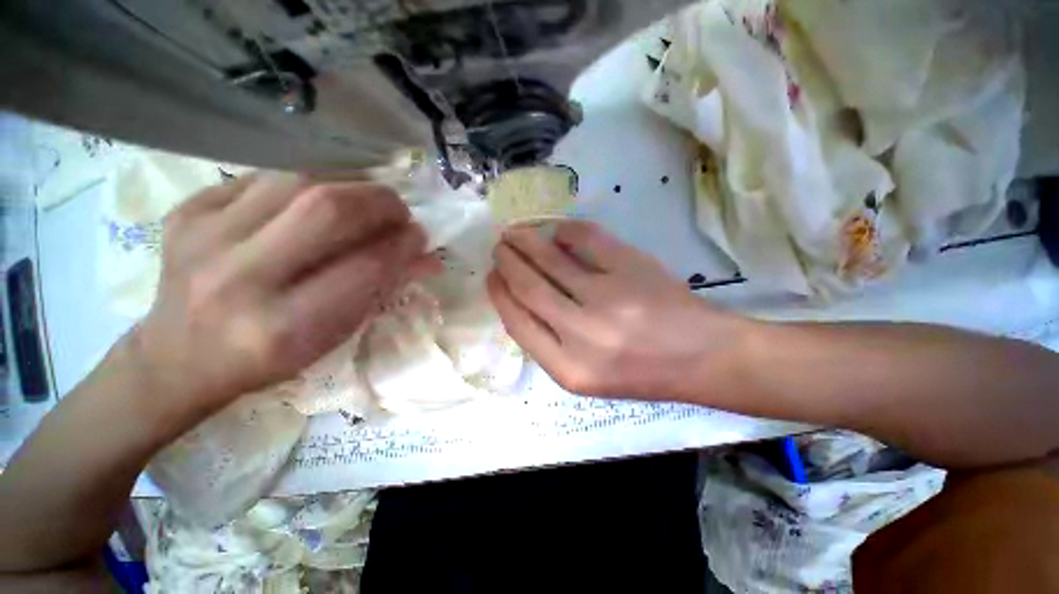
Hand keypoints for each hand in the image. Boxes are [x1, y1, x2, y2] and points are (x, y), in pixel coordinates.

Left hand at [129, 173, 437, 425]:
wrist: (178, 357)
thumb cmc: (269, 358)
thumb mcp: (334, 335)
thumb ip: (383, 290)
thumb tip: (428, 259)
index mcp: (284, 326)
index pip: (365, 267)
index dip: (402, 245)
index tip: (420, 236)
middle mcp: (238, 279)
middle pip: (326, 210)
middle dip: (379, 202)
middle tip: (399, 210)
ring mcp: (202, 238)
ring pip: (296, 181)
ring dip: (348, 184)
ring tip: (367, 200)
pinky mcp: (186, 211)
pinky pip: (262, 177)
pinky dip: (306, 181)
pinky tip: (320, 197)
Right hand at [487, 220, 750, 400]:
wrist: (702, 358)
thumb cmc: (641, 373)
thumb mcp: (586, 375)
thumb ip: (549, 343)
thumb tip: (520, 299)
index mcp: (568, 369)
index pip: (517, 323)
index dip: (499, 295)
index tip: (491, 277)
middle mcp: (583, 335)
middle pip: (529, 287)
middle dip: (507, 262)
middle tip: (499, 247)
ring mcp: (609, 298)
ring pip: (550, 259)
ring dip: (526, 241)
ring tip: (515, 233)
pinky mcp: (632, 268)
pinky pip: (587, 238)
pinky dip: (566, 230)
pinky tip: (557, 230)